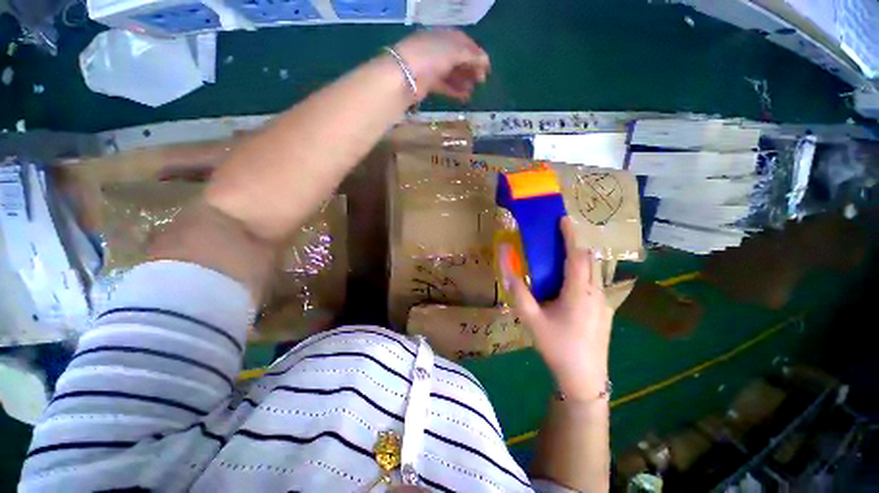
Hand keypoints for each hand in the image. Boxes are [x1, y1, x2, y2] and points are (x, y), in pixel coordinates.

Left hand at [393, 30, 489, 101]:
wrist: (404, 76)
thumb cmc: (430, 57)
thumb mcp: (453, 51)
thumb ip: (470, 56)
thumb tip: (485, 60)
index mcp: (443, 37)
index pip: (463, 43)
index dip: (476, 54)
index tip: (486, 67)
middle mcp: (437, 50)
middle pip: (458, 59)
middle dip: (471, 68)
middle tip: (481, 81)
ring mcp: (432, 67)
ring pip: (452, 74)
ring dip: (464, 81)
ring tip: (474, 90)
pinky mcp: (428, 83)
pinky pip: (445, 86)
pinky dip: (455, 91)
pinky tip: (464, 97)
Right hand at [502, 217, 612, 400]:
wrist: (585, 379)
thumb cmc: (557, 347)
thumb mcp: (531, 319)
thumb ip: (518, 291)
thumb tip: (506, 267)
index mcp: (579, 292)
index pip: (577, 255)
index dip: (571, 235)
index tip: (563, 219)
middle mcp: (596, 292)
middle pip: (589, 259)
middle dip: (576, 242)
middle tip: (559, 234)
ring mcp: (604, 302)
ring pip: (594, 271)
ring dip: (580, 257)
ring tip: (562, 254)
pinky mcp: (604, 310)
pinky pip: (595, 282)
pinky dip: (583, 272)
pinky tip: (570, 282)